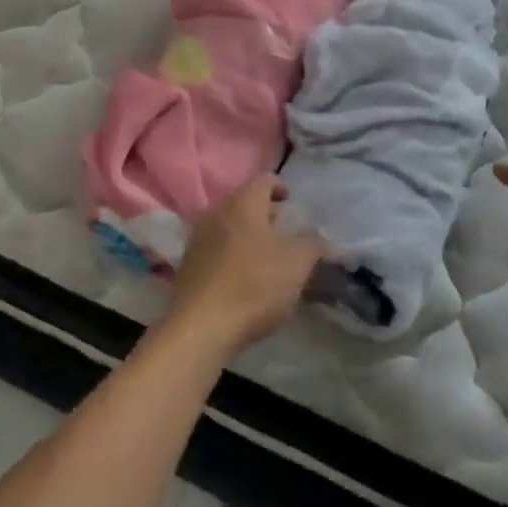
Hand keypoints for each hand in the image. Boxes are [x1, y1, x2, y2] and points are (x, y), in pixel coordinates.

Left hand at [170, 178, 324, 353]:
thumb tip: (318, 236)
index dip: (279, 186)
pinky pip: (215, 249)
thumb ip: (312, 244)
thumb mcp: (296, 264)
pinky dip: (232, 254)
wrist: (200, 326)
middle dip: (264, 213)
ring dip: (247, 235)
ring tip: (266, 256)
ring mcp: (198, 239)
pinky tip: (244, 277)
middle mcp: (216, 213)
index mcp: (243, 204)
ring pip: (228, 226)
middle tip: (282, 228)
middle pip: (243, 203)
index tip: (290, 200)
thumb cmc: (254, 285)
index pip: (263, 180)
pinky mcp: (189, 266)